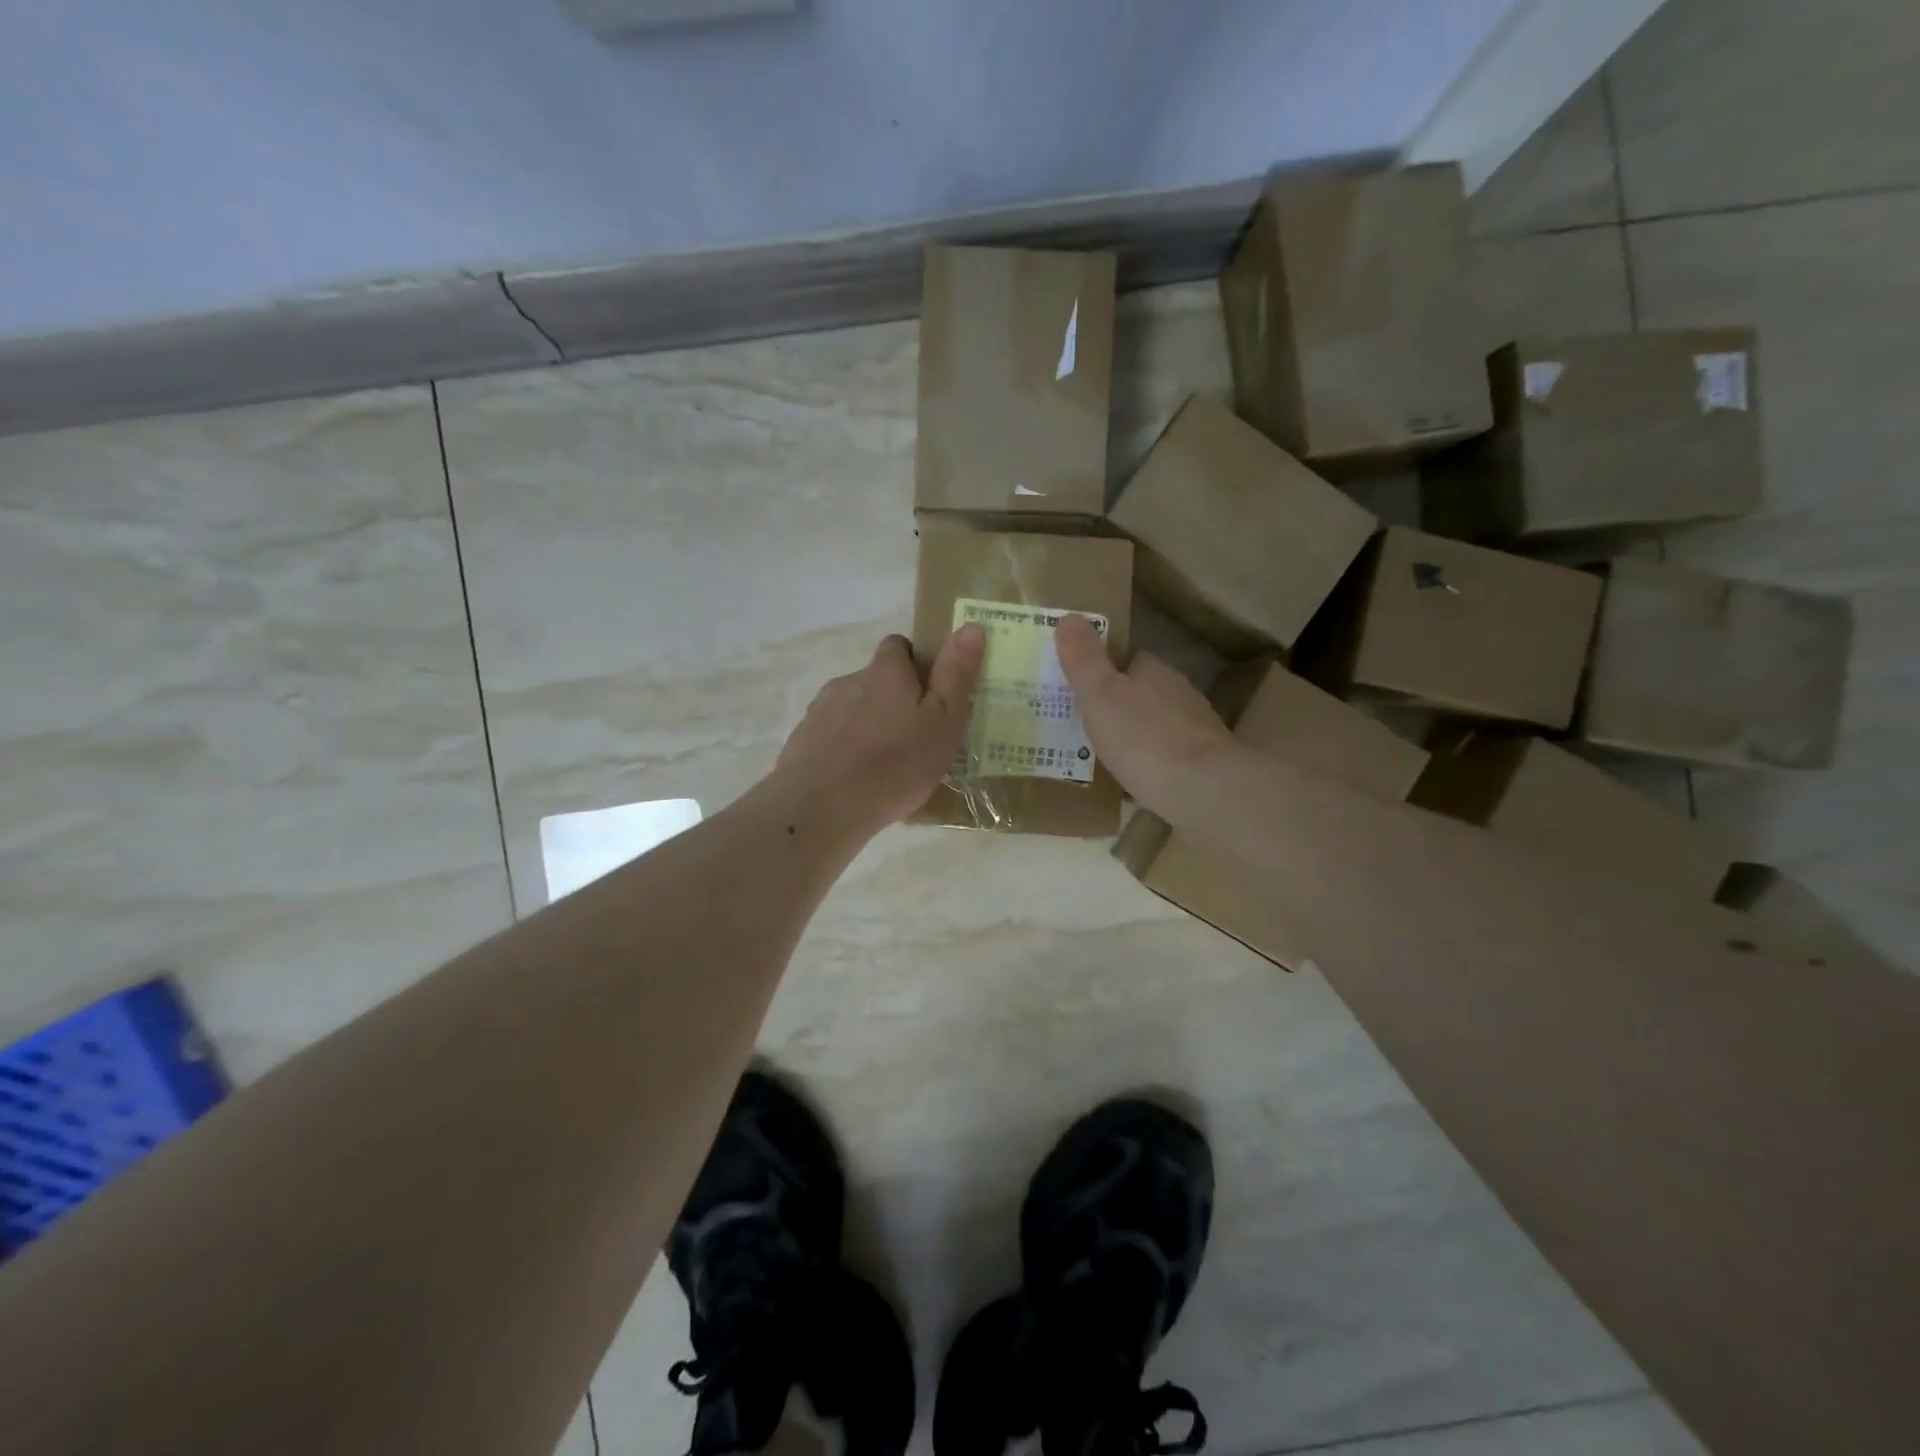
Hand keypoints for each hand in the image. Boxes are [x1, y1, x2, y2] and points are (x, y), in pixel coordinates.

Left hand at [774, 626, 985, 833]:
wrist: (821, 808)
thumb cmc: (894, 764)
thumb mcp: (942, 722)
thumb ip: (956, 675)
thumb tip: (971, 625)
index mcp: (885, 672)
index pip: (898, 646)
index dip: (915, 663)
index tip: (931, 693)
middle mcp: (849, 681)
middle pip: (875, 681)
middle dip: (893, 700)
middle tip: (915, 737)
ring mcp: (820, 711)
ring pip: (852, 710)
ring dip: (868, 726)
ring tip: (886, 766)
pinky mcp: (802, 742)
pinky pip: (831, 738)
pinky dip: (845, 751)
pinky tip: (857, 782)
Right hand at [1054, 615, 1233, 819]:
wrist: (1205, 790)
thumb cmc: (1145, 739)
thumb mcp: (1101, 696)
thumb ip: (1084, 660)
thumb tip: (1069, 617)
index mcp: (1154, 672)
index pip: (1130, 660)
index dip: (1106, 671)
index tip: (1083, 690)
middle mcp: (1180, 693)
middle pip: (1145, 693)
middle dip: (1121, 707)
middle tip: (1088, 728)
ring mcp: (1197, 729)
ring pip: (1159, 726)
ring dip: (1138, 737)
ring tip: (1108, 758)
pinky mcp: (1206, 764)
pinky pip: (1170, 758)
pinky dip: (1154, 766)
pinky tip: (1138, 784)